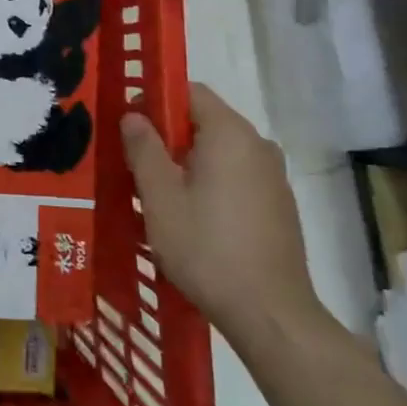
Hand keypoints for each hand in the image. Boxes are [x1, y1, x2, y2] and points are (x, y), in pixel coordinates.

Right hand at [121, 85, 321, 350]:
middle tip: (134, 164)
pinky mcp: (278, 205)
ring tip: (157, 195)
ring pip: (219, 152)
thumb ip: (144, 148)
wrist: (270, 313)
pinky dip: (209, 183)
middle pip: (204, 121)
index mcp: (230, 134)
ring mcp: (273, 177)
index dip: (155, 100)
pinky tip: (190, 217)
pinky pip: (235, 177)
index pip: (190, 91)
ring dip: (186, 163)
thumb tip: (134, 115)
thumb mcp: (159, 196)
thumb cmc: (206, 248)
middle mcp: (258, 145)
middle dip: (167, 136)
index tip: (128, 125)